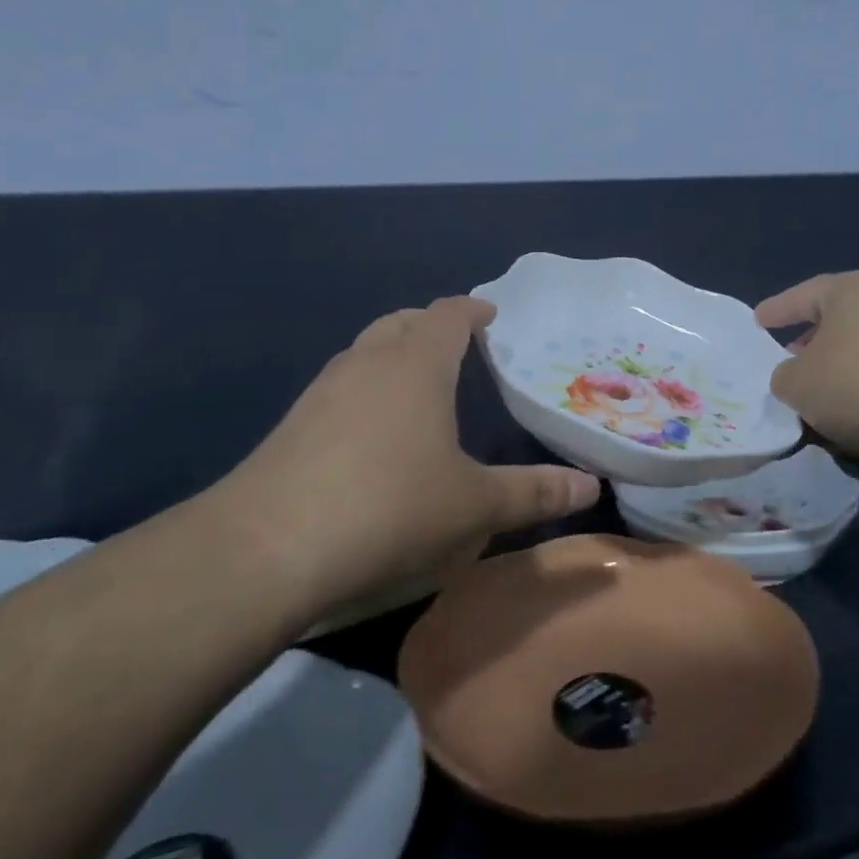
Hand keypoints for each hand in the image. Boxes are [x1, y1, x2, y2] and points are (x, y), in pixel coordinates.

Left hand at [210, 296, 599, 625]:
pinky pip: (341, 387)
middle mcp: (367, 363)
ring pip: (365, 352)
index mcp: (416, 365)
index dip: (471, 310)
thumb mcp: (474, 506)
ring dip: (393, 354)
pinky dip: (365, 390)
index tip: (490, 314)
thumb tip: (591, 487)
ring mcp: (322, 391)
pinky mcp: (292, 425)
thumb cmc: (390, 509)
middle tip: (457, 343)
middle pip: (401, 323)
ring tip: (417, 384)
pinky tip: (371, 432)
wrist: (267, 548)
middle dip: (430, 325)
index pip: (448, 316)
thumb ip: (534, 492)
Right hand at [755, 270, 858, 460]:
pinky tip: (857, 413)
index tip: (758, 322)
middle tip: (789, 358)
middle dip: (812, 340)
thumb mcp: (796, 384)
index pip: (803, 295)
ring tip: (822, 394)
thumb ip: (784, 376)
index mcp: (851, 289)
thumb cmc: (858, 383)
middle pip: (838, 319)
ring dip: (843, 368)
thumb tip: (795, 378)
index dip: (777, 311)